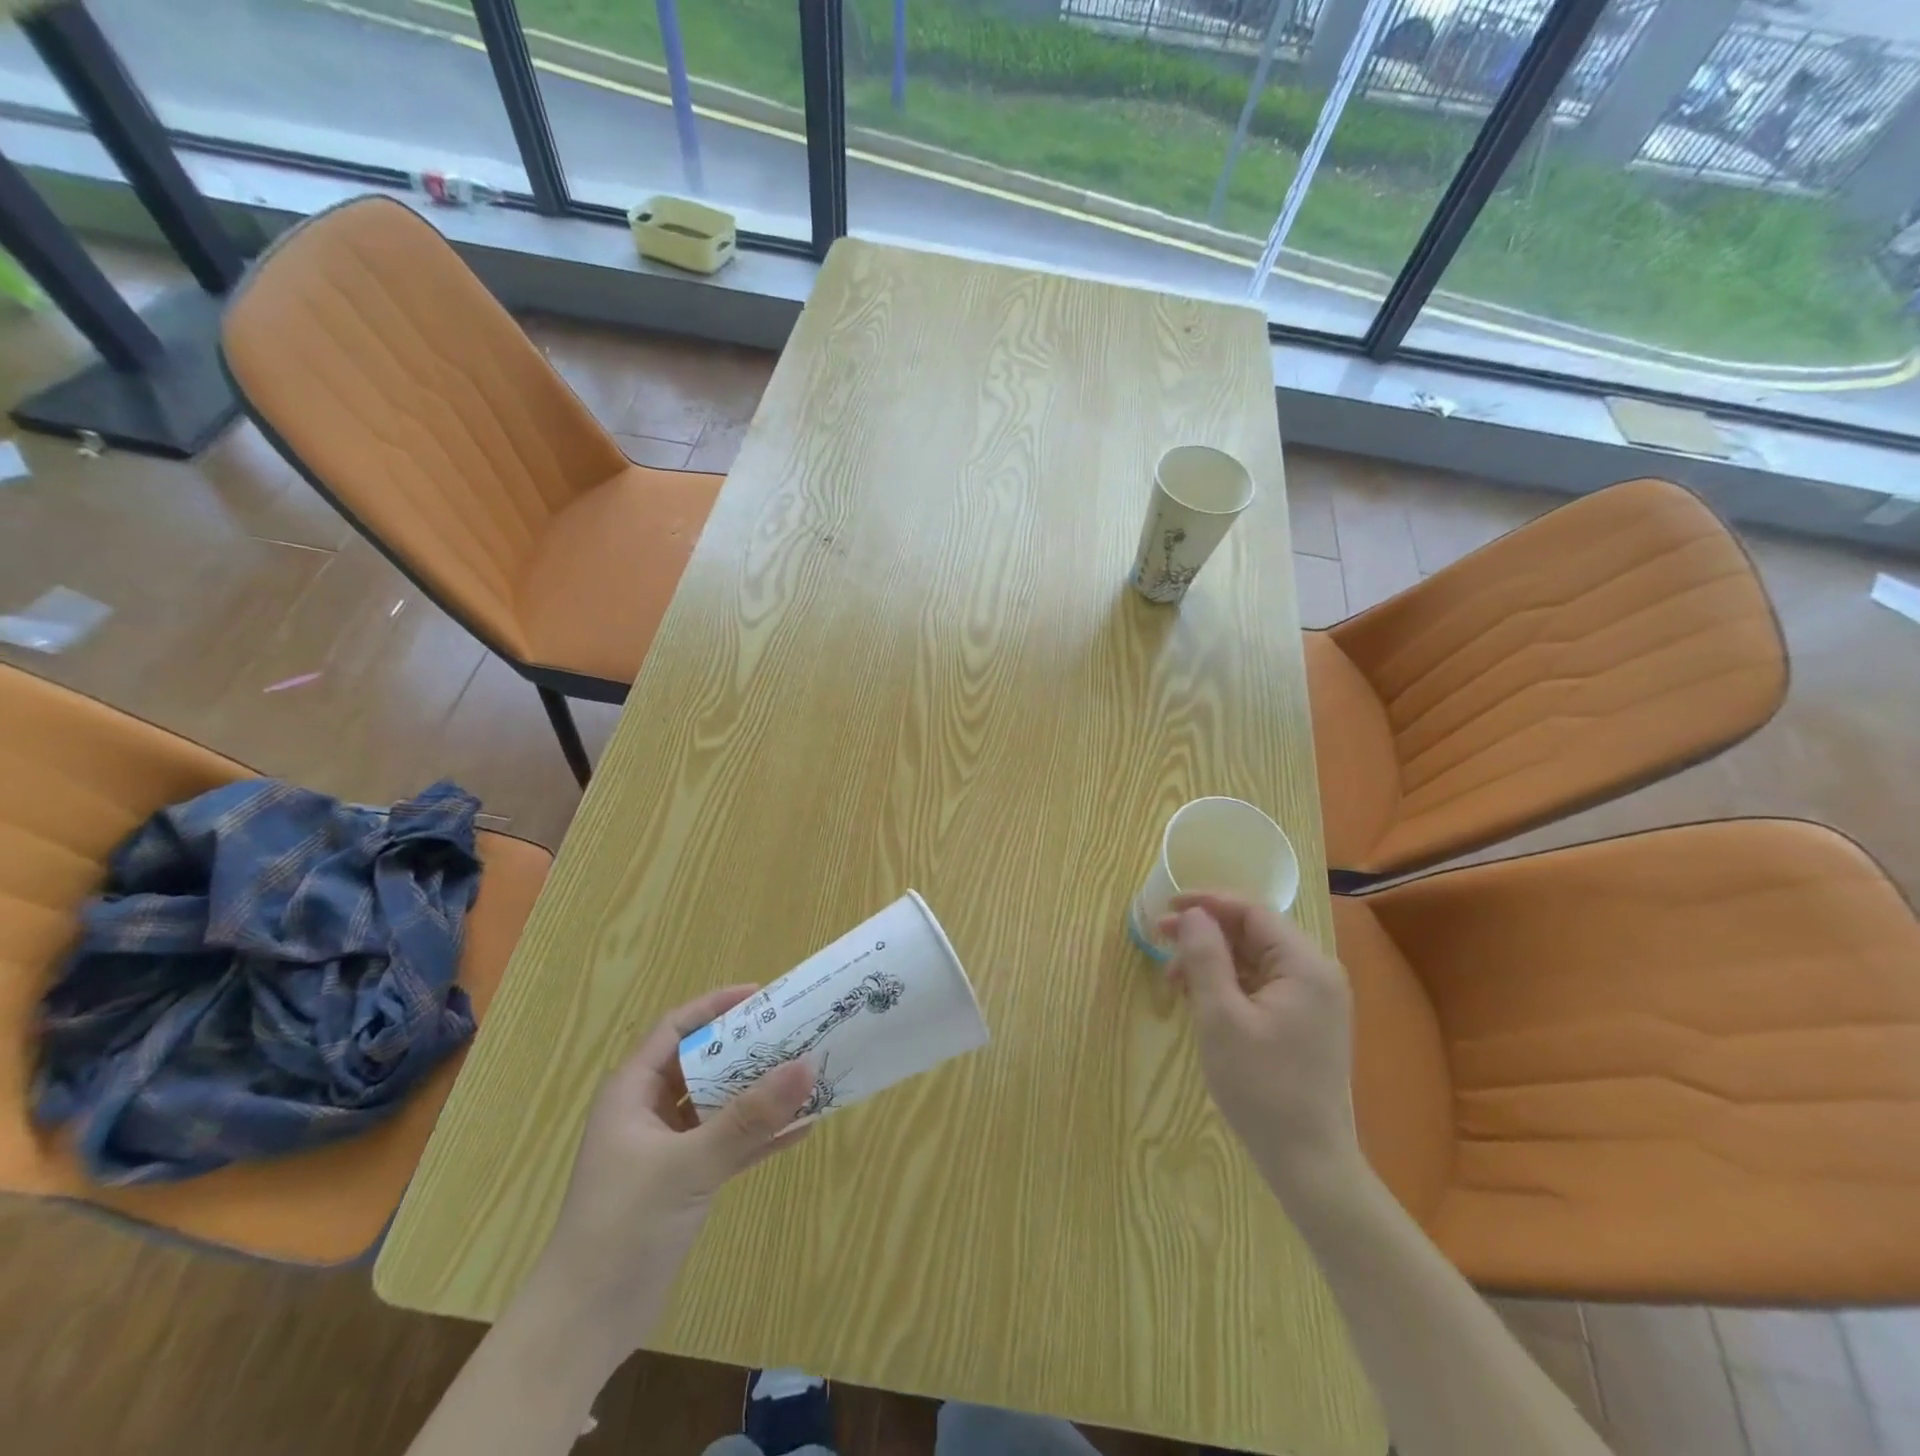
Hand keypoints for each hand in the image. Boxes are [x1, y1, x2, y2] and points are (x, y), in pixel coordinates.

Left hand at [520, 985, 814, 1361]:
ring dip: (759, 1093)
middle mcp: (649, 1112)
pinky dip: (760, 1137)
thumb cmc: (622, 1227)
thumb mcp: (688, 1165)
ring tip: (807, 1074)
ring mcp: (667, 1148)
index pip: (676, 1029)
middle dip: (748, 1049)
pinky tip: (802, 1130)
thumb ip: (748, 1118)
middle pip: (704, 1063)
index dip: (716, 1006)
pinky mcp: (684, 1182)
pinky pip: (729, 1144)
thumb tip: (806, 1065)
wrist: (583, 1327)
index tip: (762, 996)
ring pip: (720, 1104)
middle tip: (795, 1032)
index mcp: (632, 1092)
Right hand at [1160, 894, 1362, 1203]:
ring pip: (1254, 958)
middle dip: (1204, 933)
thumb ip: (1205, 957)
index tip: (1165, 906)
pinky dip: (1228, 982)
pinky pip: (1261, 983)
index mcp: (1305, 965)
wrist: (1308, 1162)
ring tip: (1173, 978)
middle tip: (1159, 940)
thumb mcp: (1221, 1016)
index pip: (1252, 912)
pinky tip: (1199, 996)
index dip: (1206, 903)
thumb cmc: (1261, 1086)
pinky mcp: (1304, 1021)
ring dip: (1212, 959)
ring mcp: (1314, 999)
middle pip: (1253, 933)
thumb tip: (1192, 914)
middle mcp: (1317, 973)